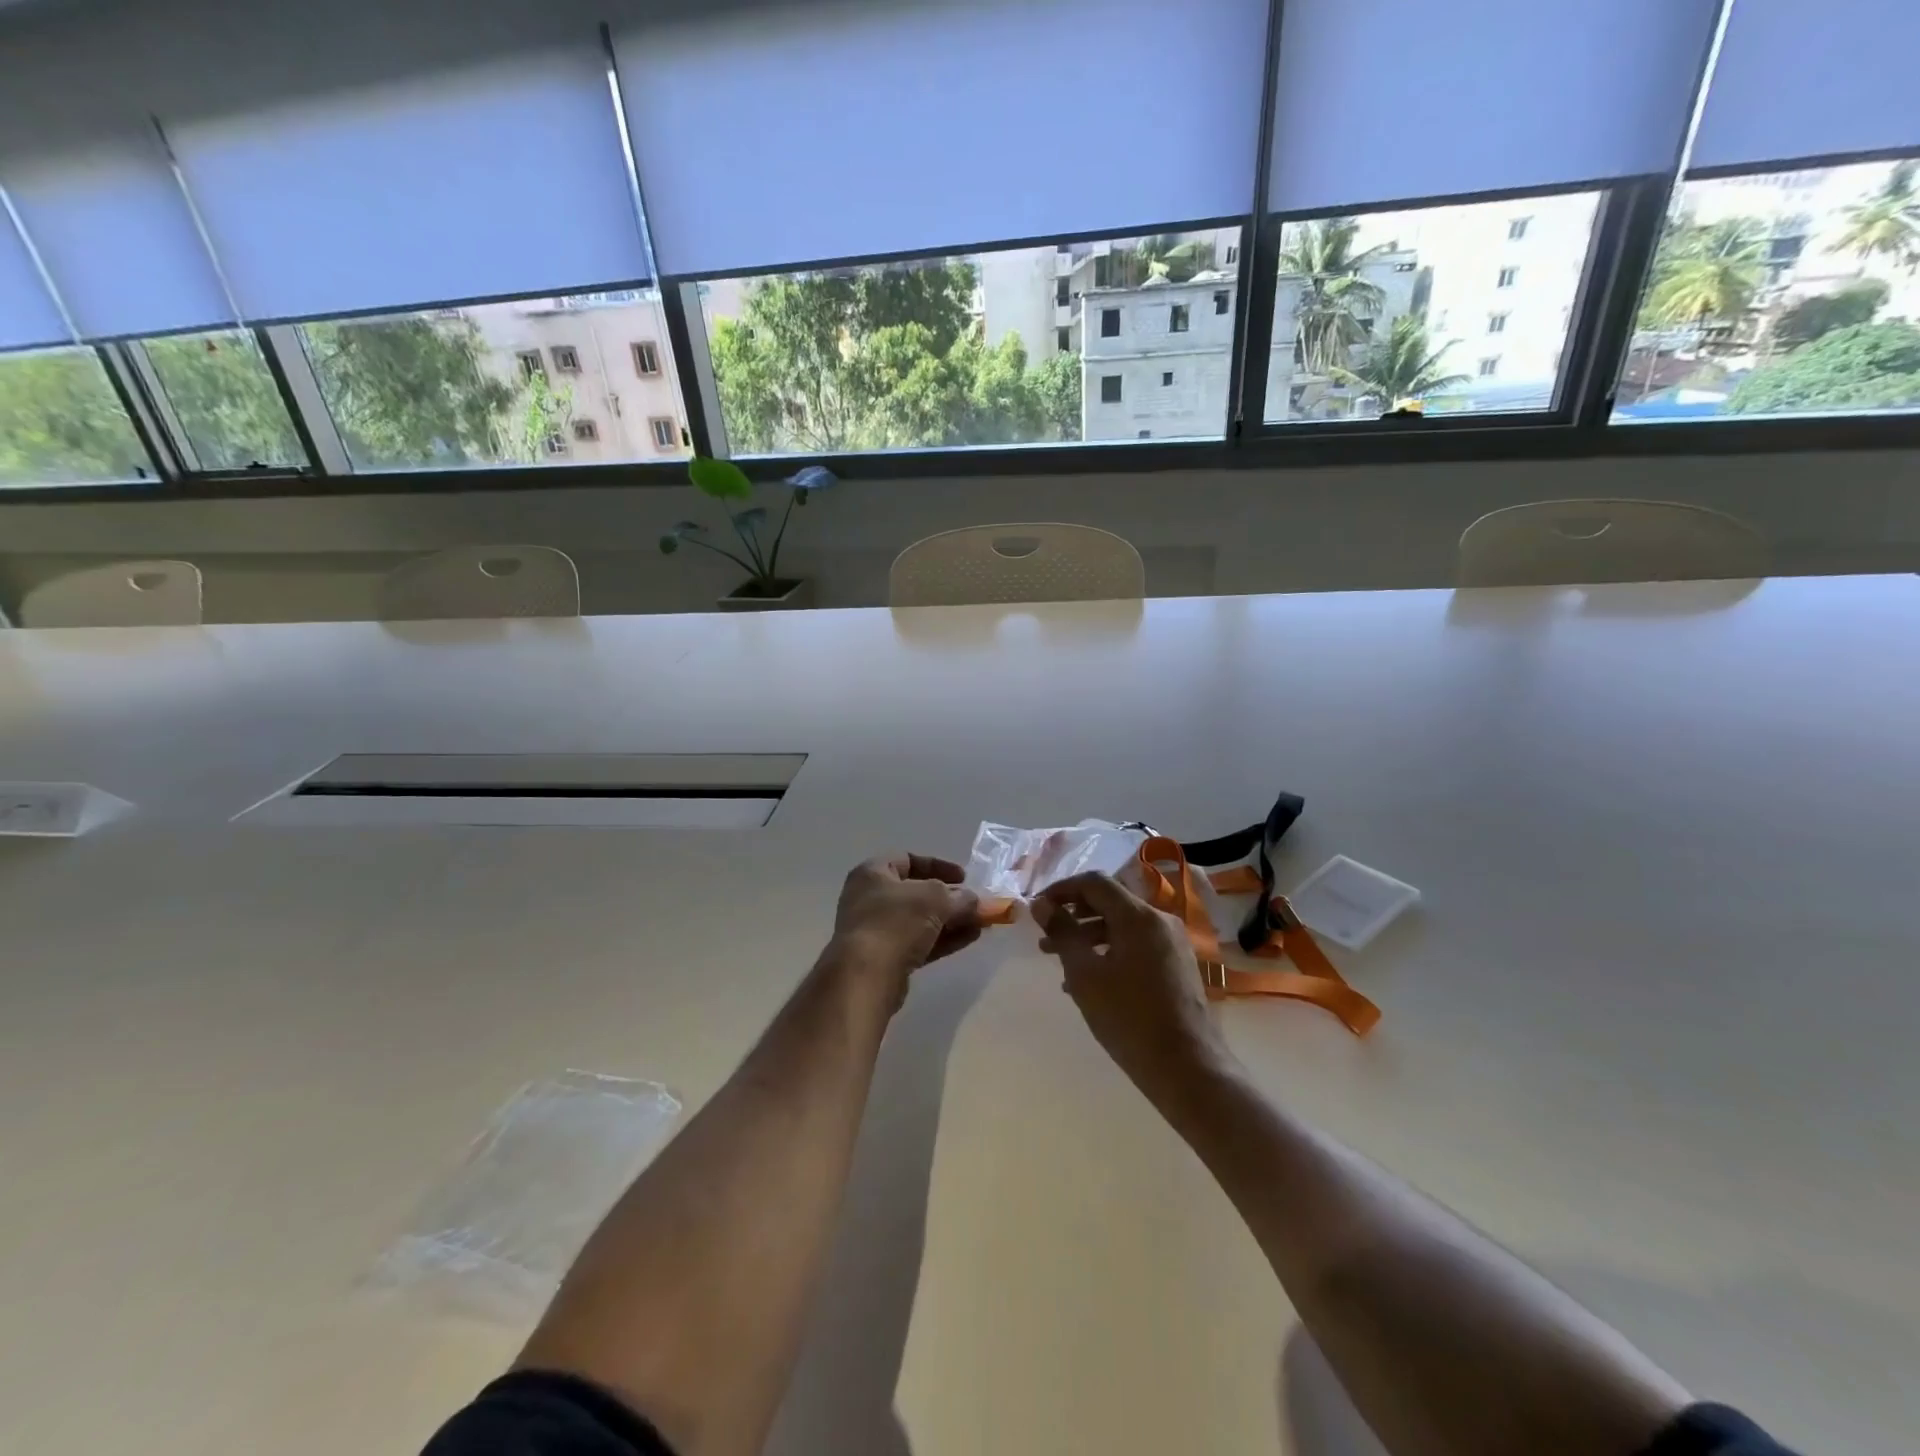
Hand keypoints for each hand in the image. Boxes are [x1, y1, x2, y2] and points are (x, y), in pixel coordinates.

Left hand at [829, 853, 982, 1003]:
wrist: (866, 976)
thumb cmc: (895, 922)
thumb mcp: (934, 899)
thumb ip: (958, 897)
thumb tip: (973, 900)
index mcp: (872, 874)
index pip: (907, 860)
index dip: (938, 866)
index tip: (964, 877)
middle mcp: (869, 899)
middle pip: (916, 893)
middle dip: (950, 898)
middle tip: (975, 904)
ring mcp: (876, 931)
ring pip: (920, 921)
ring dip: (951, 920)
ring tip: (981, 923)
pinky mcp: (885, 959)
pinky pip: (919, 942)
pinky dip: (943, 939)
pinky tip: (970, 938)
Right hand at [1033, 871, 1231, 1103]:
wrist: (1188, 1070)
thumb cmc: (1129, 1019)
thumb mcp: (1085, 975)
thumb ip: (1063, 933)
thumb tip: (1042, 904)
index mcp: (1139, 916)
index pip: (1095, 882)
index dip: (1062, 889)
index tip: (1037, 909)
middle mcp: (1160, 920)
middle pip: (1110, 902)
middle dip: (1074, 914)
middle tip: (1045, 937)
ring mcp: (1173, 943)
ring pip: (1123, 925)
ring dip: (1089, 935)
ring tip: (1059, 960)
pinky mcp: (1178, 965)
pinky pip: (1137, 944)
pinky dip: (1109, 950)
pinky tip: (1090, 979)